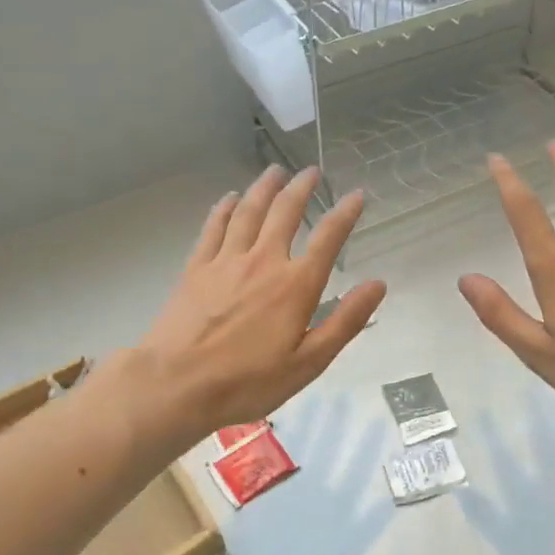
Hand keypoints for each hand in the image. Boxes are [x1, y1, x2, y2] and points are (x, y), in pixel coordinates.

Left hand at [133, 166, 384, 443]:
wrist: (176, 384)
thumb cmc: (248, 381)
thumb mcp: (308, 363)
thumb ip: (345, 321)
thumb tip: (377, 284)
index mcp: (295, 285)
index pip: (328, 238)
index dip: (345, 213)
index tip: (357, 195)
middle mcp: (263, 261)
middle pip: (285, 212)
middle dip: (302, 188)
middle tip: (312, 171)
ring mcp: (226, 261)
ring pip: (248, 211)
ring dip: (265, 187)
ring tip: (275, 170)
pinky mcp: (196, 267)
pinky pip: (213, 227)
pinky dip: (224, 208)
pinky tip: (229, 197)